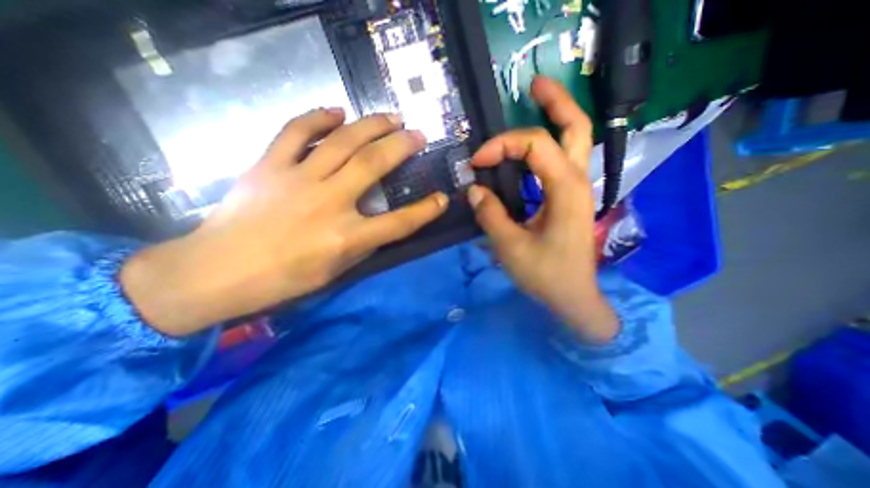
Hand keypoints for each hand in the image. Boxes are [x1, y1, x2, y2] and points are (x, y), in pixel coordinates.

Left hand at [122, 108, 448, 335]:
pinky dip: (317, 117)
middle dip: (402, 146)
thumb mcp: (335, 272)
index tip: (442, 198)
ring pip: (342, 141)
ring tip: (390, 116)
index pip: (399, 222)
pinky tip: (336, 111)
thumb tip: (379, 223)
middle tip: (418, 134)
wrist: (216, 272)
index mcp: (346, 238)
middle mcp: (329, 203)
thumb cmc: (283, 280)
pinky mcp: (269, 166)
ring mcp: (298, 180)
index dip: (425, 211)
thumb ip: (362, 245)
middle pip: (374, 165)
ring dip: (371, 125)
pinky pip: (295, 132)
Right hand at [470, 76, 618, 342]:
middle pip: (576, 127)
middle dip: (556, 101)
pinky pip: (559, 162)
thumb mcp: (510, 246)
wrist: (572, 297)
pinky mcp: (567, 198)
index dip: (503, 145)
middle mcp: (577, 181)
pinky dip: (543, 148)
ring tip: (534, 100)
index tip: (476, 162)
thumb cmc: (545, 275)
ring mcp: (575, 189)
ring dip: (554, 119)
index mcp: (566, 190)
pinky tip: (527, 149)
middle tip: (533, 85)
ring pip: (573, 141)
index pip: (536, 145)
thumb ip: (490, 214)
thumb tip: (474, 190)